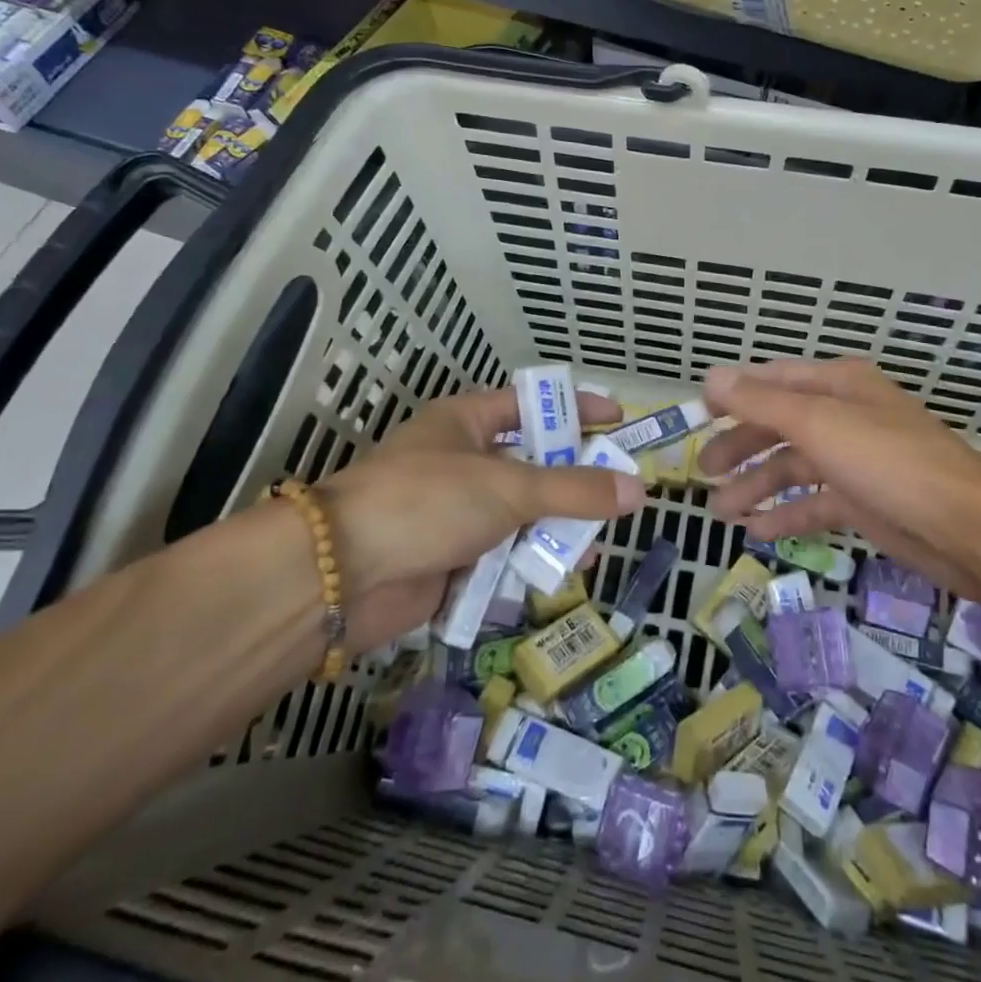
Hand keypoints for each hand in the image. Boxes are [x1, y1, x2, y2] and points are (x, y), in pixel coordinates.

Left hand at [320, 388, 643, 651]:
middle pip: (530, 465)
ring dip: (554, 530)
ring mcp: (453, 511)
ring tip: (594, 548)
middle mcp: (460, 461)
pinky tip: (558, 577)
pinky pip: (501, 555)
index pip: (530, 404)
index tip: (618, 420)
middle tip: (617, 495)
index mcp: (465, 422)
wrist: (342, 575)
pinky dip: (527, 564)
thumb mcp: (510, 487)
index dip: (574, 409)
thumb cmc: (427, 502)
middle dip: (572, 482)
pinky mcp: (448, 558)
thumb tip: (638, 490)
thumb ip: (575, 490)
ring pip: (519, 515)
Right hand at [697, 358, 980, 592]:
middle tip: (704, 472)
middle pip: (779, 425)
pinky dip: (785, 513)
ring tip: (720, 512)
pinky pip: (813, 502)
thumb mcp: (818, 423)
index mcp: (837, 384)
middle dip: (740, 447)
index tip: (698, 414)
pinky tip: (756, 532)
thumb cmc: (887, 460)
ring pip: (793, 467)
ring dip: (756, 486)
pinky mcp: (863, 501)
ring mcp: (855, 460)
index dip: (734, 393)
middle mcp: (844, 415)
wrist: (966, 526)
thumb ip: (761, 401)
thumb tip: (712, 375)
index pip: (774, 380)